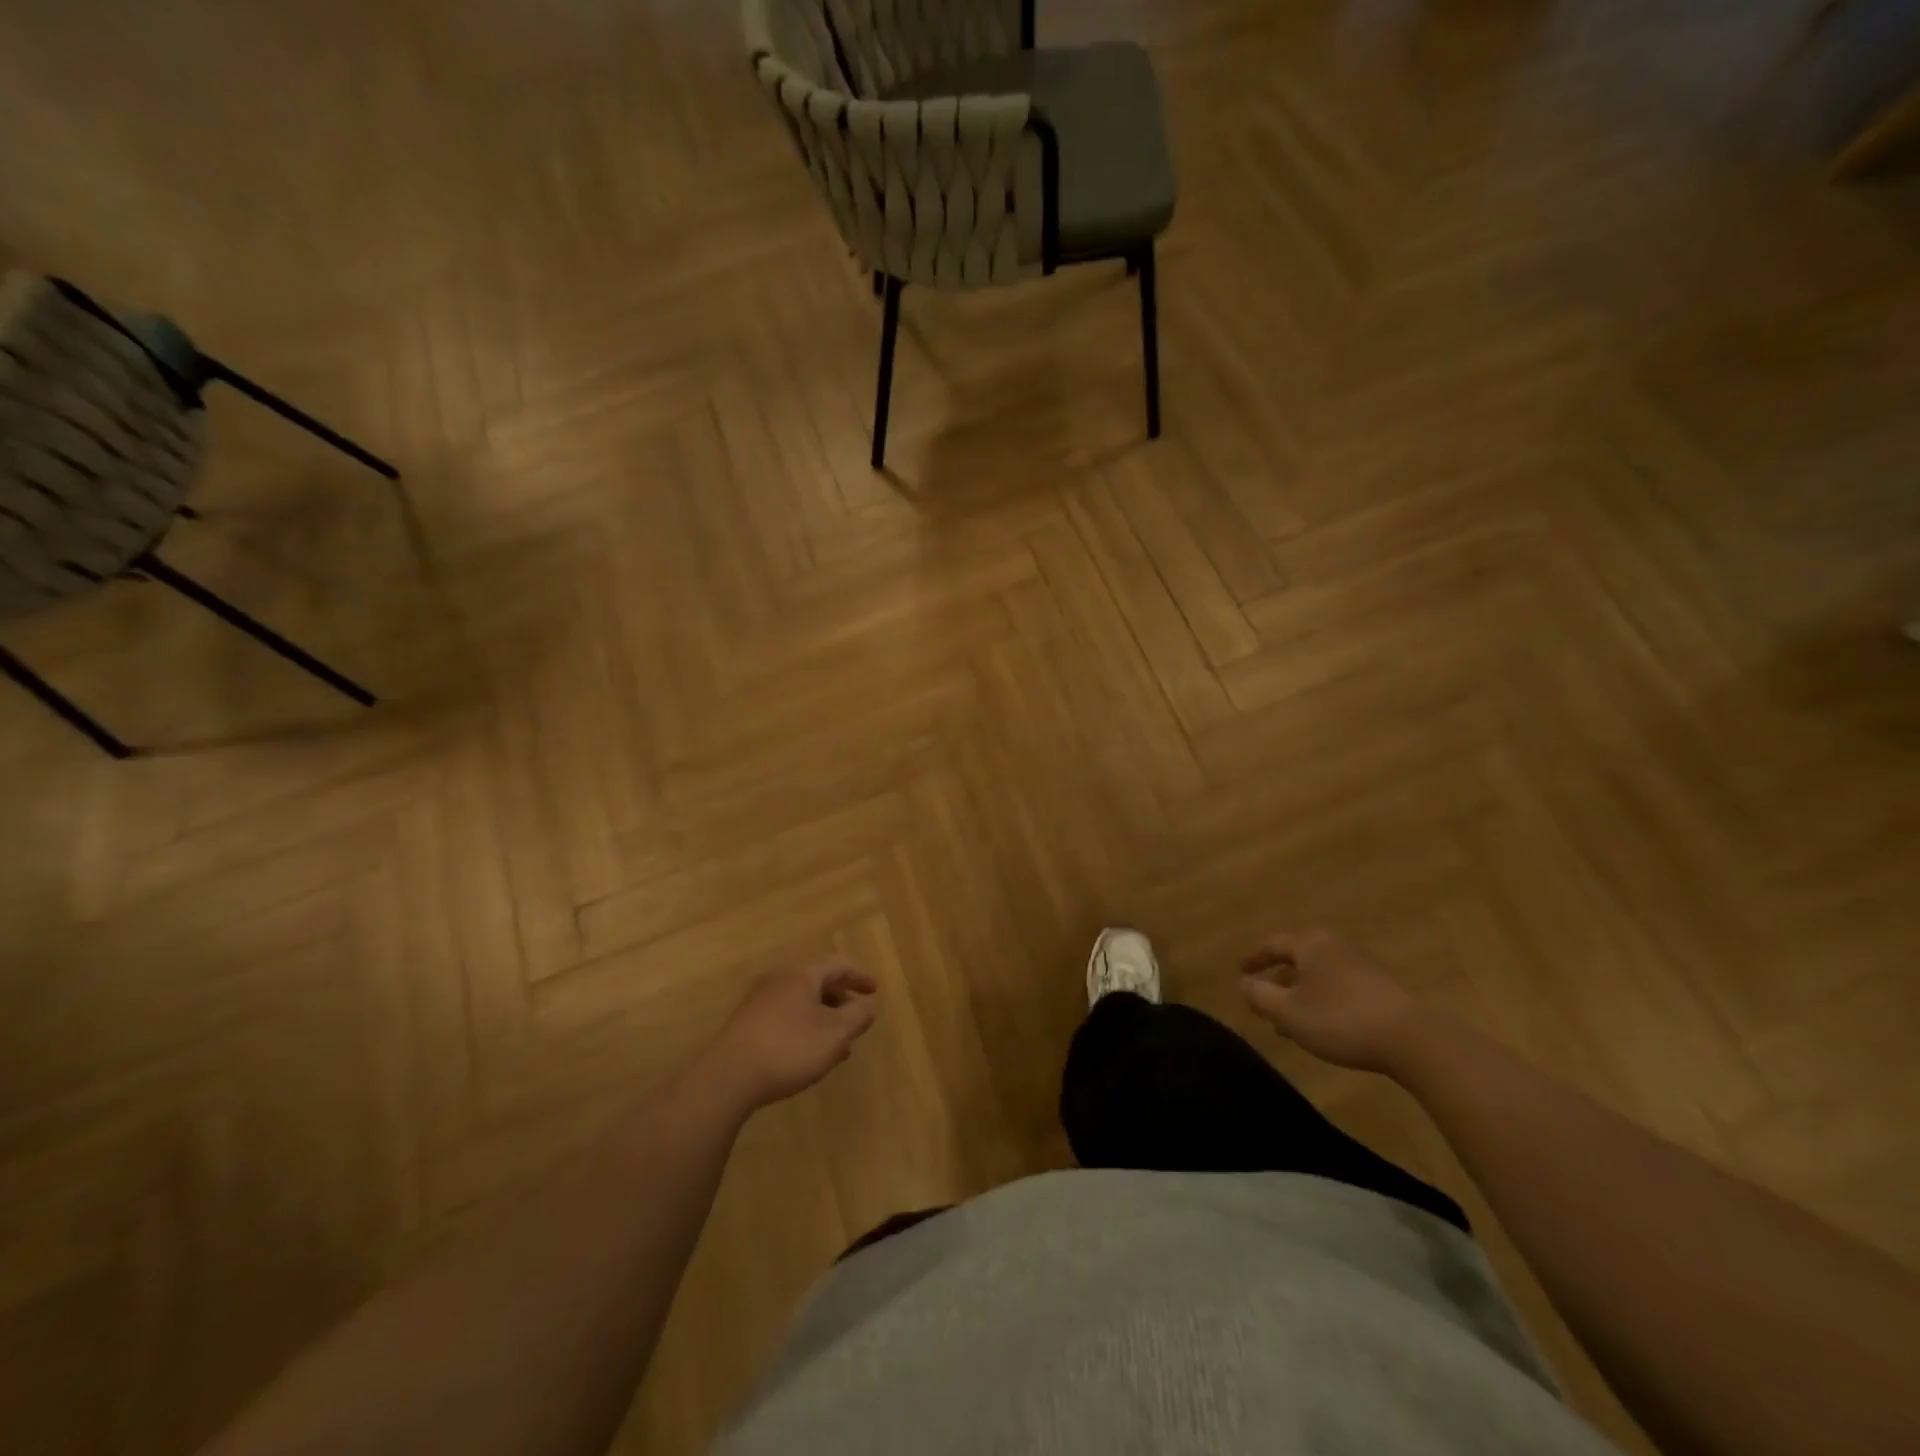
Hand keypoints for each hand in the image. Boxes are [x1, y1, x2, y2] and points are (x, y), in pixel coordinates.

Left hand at [705, 958, 877, 1110]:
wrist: (728, 1077)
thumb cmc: (789, 1048)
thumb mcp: (835, 1033)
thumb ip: (858, 1016)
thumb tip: (868, 1004)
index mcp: (802, 975)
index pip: (838, 966)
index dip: (860, 977)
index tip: (875, 992)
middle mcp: (779, 981)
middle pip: (818, 983)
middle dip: (841, 1003)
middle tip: (856, 1024)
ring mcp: (759, 1002)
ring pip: (802, 1004)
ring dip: (823, 1020)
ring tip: (836, 1048)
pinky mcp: (746, 1025)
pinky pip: (785, 1018)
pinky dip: (804, 1029)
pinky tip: (807, 1057)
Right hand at [1240, 928, 1419, 1072]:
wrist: (1413, 1040)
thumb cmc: (1340, 1019)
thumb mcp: (1288, 1012)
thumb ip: (1260, 996)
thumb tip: (1243, 983)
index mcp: (1310, 944)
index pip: (1274, 944)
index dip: (1255, 957)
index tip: (1241, 970)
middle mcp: (1335, 947)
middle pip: (1299, 958)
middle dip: (1279, 979)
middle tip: (1264, 998)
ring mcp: (1362, 966)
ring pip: (1320, 975)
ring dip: (1301, 994)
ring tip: (1289, 1021)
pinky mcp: (1382, 989)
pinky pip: (1339, 987)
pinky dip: (1322, 1001)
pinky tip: (1322, 1026)